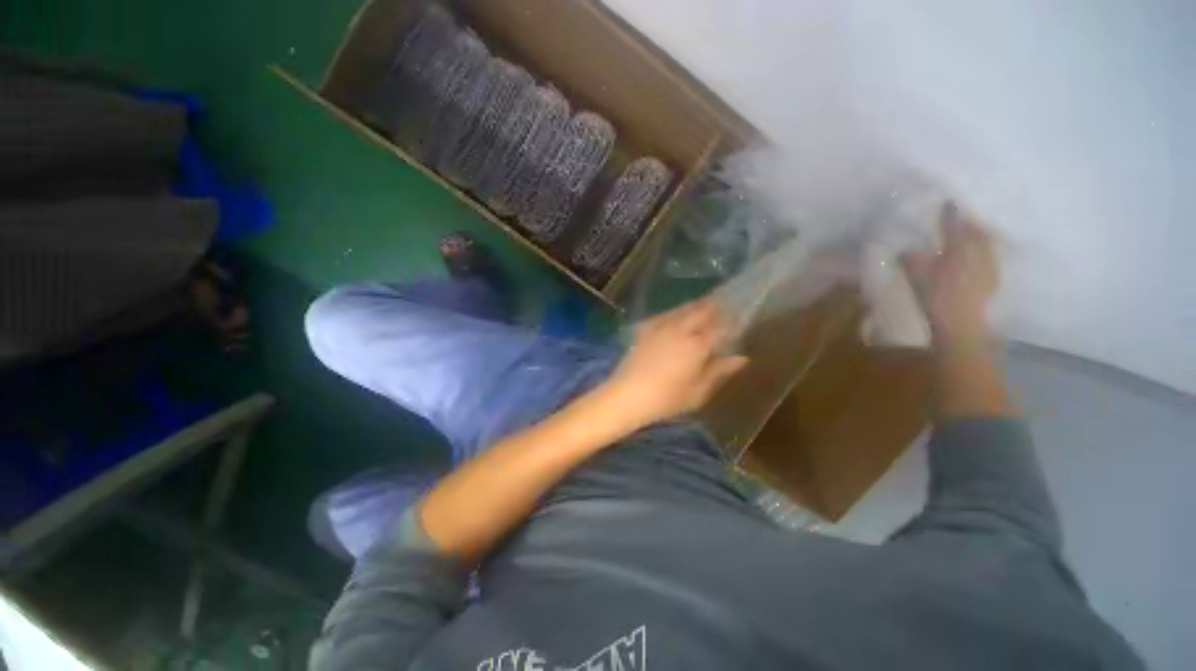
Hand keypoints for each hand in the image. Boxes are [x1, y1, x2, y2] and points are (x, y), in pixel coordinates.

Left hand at [600, 298, 748, 429]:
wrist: (627, 395)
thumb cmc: (666, 399)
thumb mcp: (698, 392)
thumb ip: (719, 371)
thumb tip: (741, 358)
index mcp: (696, 345)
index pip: (719, 327)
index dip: (730, 321)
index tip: (738, 317)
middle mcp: (680, 330)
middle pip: (700, 311)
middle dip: (714, 306)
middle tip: (724, 303)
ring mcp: (660, 328)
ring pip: (682, 310)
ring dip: (695, 306)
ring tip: (705, 305)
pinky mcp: (645, 330)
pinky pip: (664, 315)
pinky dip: (675, 312)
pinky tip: (676, 315)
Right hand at [902, 202, 998, 347]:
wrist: (960, 325)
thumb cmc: (935, 298)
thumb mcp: (916, 278)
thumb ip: (911, 261)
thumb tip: (907, 250)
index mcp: (958, 249)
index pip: (954, 226)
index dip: (950, 214)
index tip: (948, 203)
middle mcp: (978, 253)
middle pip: (977, 232)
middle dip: (970, 223)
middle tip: (963, 218)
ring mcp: (989, 267)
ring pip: (987, 244)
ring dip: (981, 236)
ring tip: (974, 234)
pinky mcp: (993, 280)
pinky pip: (991, 258)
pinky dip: (986, 252)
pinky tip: (980, 256)